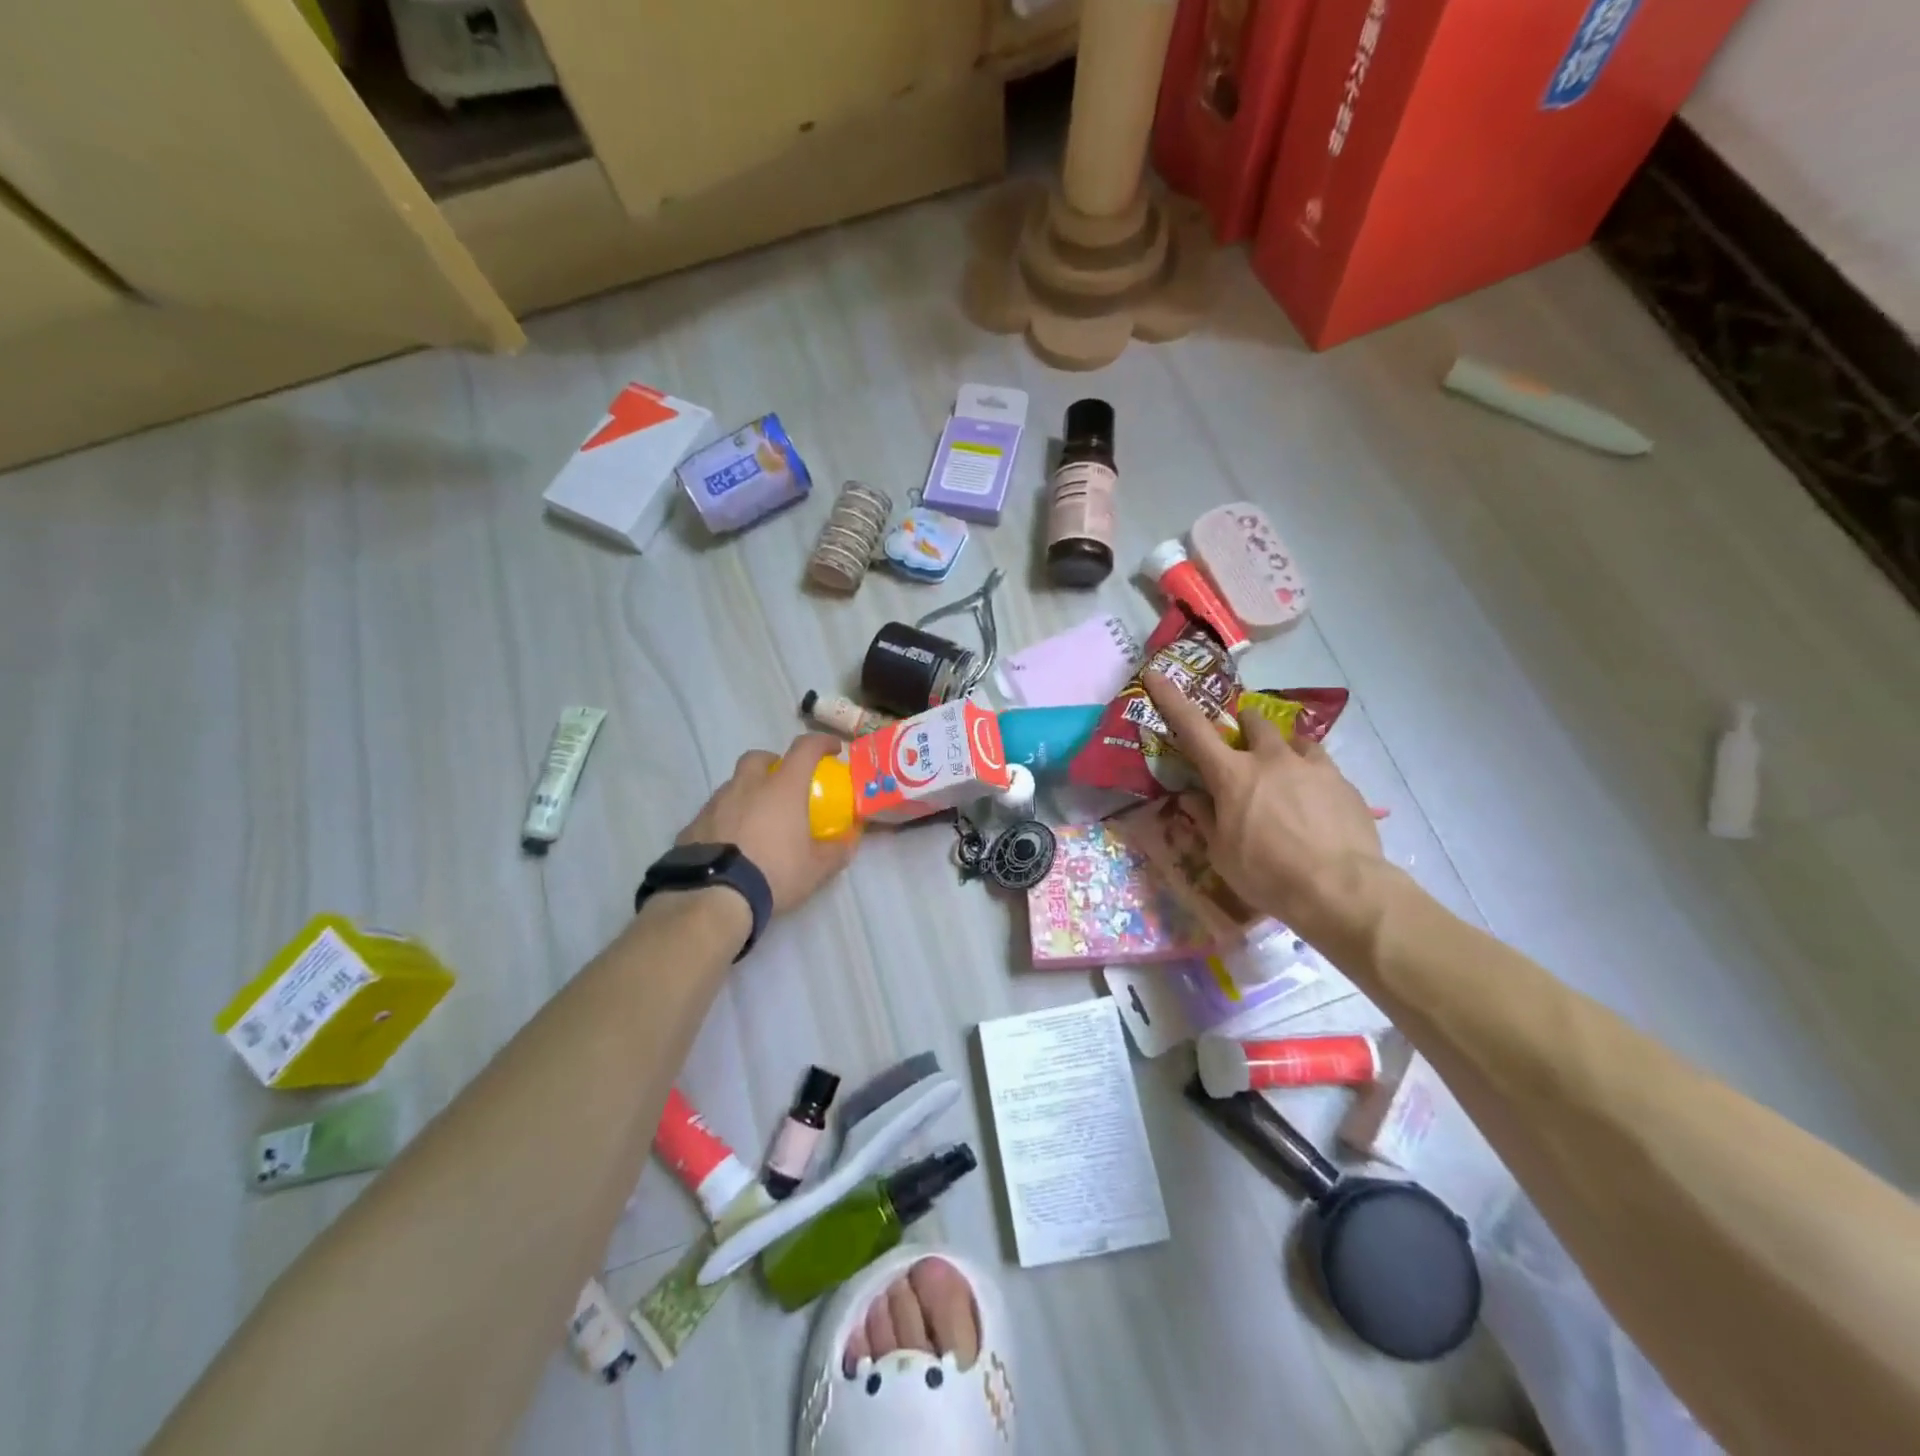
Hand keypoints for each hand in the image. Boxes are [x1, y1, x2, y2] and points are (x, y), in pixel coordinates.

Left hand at [677, 734, 860, 912]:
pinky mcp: (692, 825)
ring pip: (732, 785)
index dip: (821, 743)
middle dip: (772, 763)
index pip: (804, 749)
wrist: (712, 897)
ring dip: (747, 793)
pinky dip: (725, 819)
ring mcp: (715, 804)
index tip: (832, 749)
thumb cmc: (773, 874)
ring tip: (756, 819)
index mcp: (781, 789)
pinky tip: (731, 843)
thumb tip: (850, 842)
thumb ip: (836, 852)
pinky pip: (713, 813)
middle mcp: (746, 787)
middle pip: (757, 758)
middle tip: (783, 783)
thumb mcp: (815, 870)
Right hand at [1143, 672, 1388, 953]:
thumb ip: (1206, 820)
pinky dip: (1311, 776)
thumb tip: (1194, 799)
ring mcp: (1311, 766)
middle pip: (1253, 720)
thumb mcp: (1222, 854)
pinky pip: (1321, 765)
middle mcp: (1271, 759)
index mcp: (1232, 775)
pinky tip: (1315, 805)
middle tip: (1243, 750)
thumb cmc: (1268, 875)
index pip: (1192, 728)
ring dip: (1282, 750)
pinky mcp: (1343, 782)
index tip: (1156, 674)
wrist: (1342, 889)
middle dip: (1244, 726)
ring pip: (1293, 739)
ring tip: (1286, 776)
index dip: (1170, 699)